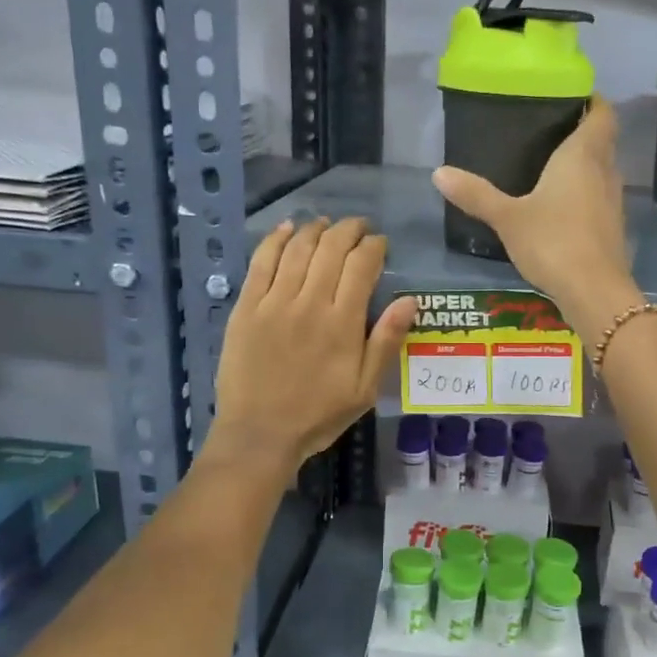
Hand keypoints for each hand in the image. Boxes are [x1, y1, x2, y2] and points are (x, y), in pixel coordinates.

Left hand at [211, 217, 415, 472]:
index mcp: (343, 322)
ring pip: (298, 248)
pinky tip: (286, 228)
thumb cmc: (318, 415)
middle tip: (358, 227)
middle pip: (331, 248)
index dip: (374, 247)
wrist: (260, 433)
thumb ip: (386, 341)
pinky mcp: (246, 306)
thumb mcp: (365, 389)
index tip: (380, 244)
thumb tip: (410, 300)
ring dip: (315, 228)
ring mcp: (274, 302)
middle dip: (349, 230)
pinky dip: (275, 239)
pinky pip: (261, 261)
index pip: (362, 265)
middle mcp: (310, 302)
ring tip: (327, 223)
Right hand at [432, 95, 642, 332]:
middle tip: (547, 132)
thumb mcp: (508, 218)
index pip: (601, 113)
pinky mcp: (612, 228)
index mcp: (583, 155)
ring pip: (602, 170)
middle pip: (602, 140)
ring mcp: (613, 201)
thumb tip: (438, 172)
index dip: (591, 101)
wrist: (594, 291)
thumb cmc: (553, 242)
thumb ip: (476, 194)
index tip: (569, 98)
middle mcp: (605, 171)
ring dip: (584, 166)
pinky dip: (584, 194)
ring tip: (550, 167)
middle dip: (581, 133)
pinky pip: (599, 198)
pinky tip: (560, 207)